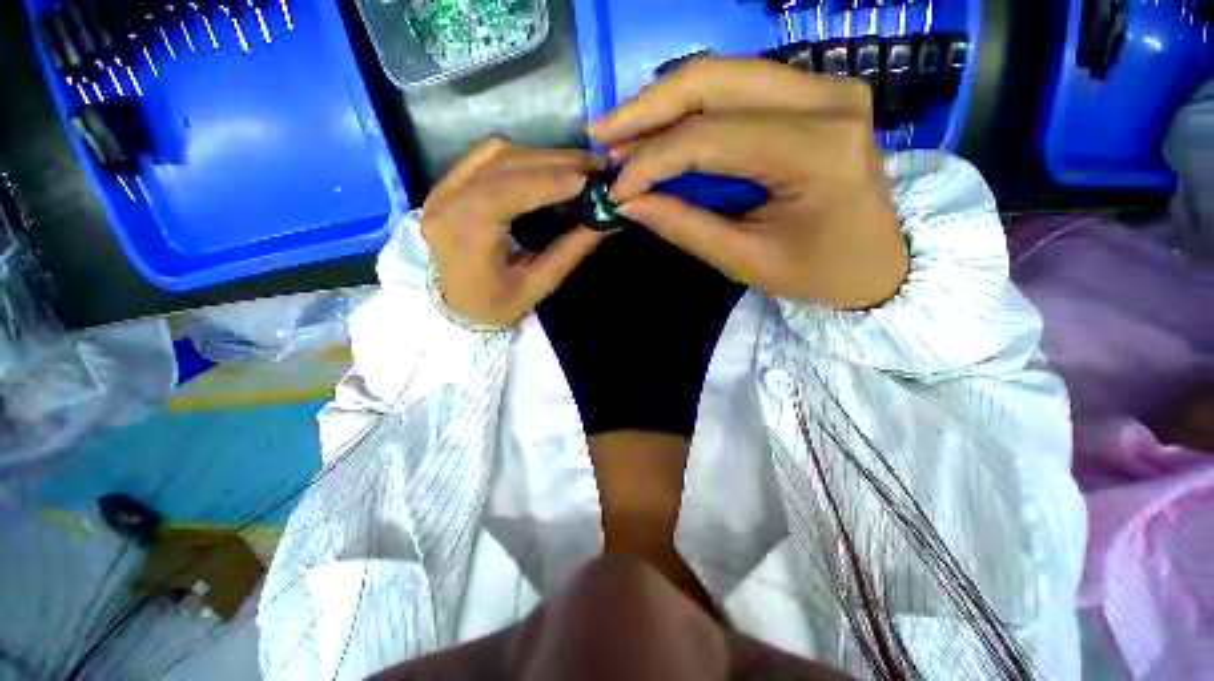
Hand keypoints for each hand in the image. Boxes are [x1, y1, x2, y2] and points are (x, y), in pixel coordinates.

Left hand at [421, 138, 606, 327]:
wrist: (453, 305)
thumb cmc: (494, 306)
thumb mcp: (536, 287)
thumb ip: (569, 252)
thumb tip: (606, 222)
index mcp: (464, 237)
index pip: (504, 194)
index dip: (548, 182)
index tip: (588, 181)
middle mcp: (446, 202)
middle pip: (502, 164)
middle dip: (555, 162)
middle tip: (596, 167)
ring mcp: (443, 188)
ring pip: (496, 152)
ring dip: (542, 155)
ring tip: (579, 167)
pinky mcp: (448, 182)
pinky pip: (487, 155)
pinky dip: (524, 156)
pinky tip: (549, 168)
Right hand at [589, 58, 909, 309]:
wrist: (879, 263)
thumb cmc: (817, 272)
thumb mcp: (745, 260)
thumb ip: (684, 227)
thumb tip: (628, 203)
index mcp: (816, 151)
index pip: (710, 138)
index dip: (651, 162)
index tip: (616, 189)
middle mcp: (826, 100)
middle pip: (714, 79)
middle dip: (647, 109)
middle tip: (602, 135)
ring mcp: (825, 88)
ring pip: (723, 73)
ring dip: (663, 102)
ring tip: (621, 134)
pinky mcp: (815, 94)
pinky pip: (739, 86)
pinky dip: (691, 106)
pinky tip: (660, 127)